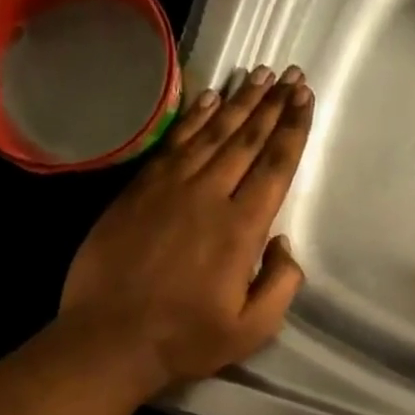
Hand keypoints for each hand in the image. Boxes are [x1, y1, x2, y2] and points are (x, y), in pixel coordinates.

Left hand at [50, 66, 313, 395]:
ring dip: (239, 102)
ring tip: (260, 75)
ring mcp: (168, 188)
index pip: (275, 166)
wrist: (109, 339)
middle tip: (291, 76)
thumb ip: (281, 284)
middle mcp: (208, 196)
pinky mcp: (138, 190)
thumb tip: (283, 244)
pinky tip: (210, 99)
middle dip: (273, 105)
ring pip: (211, 133)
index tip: (305, 98)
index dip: (293, 129)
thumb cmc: (186, 338)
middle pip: (247, 139)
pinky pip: (173, 143)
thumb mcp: (252, 328)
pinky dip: (194, 118)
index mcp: (241, 229)